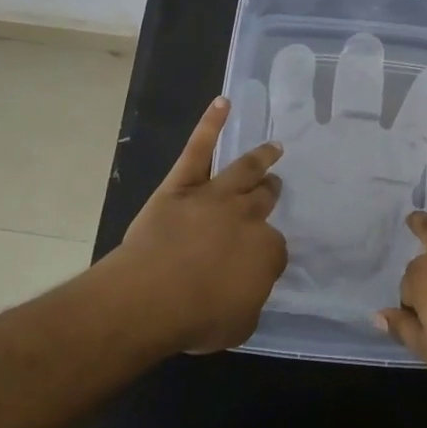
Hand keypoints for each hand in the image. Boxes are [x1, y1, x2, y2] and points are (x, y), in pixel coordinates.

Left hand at [114, 97, 287, 353]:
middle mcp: (246, 216)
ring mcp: (215, 196)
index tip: (259, 259)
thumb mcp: (239, 324)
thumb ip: (250, 300)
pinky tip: (223, 103)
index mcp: (266, 251)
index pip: (275, 247)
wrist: (151, 297)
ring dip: (260, 158)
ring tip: (272, 148)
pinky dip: (211, 124)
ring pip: (243, 170)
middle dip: (270, 192)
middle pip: (264, 199)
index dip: (267, 253)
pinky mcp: (182, 184)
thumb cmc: (196, 318)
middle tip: (274, 186)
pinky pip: (198, 149)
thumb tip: (246, 287)